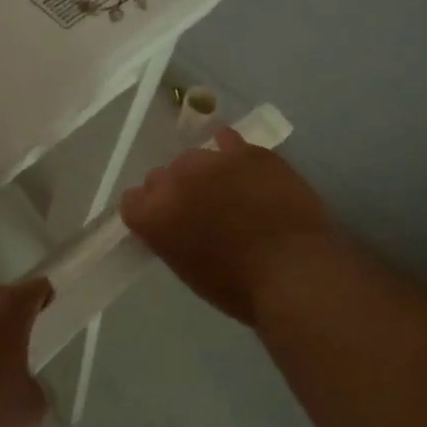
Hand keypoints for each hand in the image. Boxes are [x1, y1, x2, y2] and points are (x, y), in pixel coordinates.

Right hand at [121, 127, 335, 326]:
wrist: (294, 272)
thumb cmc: (239, 287)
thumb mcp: (189, 269)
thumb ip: (171, 237)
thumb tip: (178, 225)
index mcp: (154, 216)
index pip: (132, 200)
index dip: (149, 210)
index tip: (167, 221)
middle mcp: (174, 181)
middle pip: (161, 176)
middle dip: (176, 190)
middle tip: (201, 209)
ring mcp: (211, 161)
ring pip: (195, 157)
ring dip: (204, 172)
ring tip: (229, 190)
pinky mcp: (246, 151)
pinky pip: (228, 140)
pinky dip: (231, 150)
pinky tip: (242, 165)